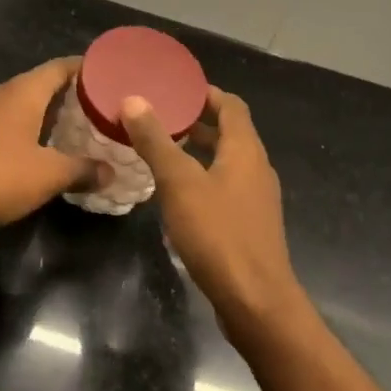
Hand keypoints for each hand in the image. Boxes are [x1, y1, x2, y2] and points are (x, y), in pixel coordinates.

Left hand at [0, 57, 100, 229]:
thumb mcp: (48, 175)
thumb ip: (82, 170)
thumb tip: (110, 172)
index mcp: (24, 91)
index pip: (61, 67)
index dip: (86, 68)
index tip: (109, 75)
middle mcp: (1, 93)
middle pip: (42, 84)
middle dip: (70, 95)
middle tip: (99, 109)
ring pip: (22, 105)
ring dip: (46, 115)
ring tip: (74, 131)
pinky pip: (5, 123)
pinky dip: (26, 130)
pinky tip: (37, 151)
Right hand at [120, 88, 303, 341]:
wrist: (256, 301)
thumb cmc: (218, 233)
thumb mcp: (180, 183)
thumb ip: (156, 141)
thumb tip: (133, 100)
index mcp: (246, 149)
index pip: (231, 105)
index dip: (206, 94)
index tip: (176, 89)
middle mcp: (257, 167)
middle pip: (231, 132)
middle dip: (199, 122)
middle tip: (161, 118)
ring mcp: (257, 198)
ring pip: (228, 162)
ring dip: (201, 152)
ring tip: (164, 152)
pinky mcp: (251, 224)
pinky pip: (227, 187)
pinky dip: (205, 178)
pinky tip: (179, 195)